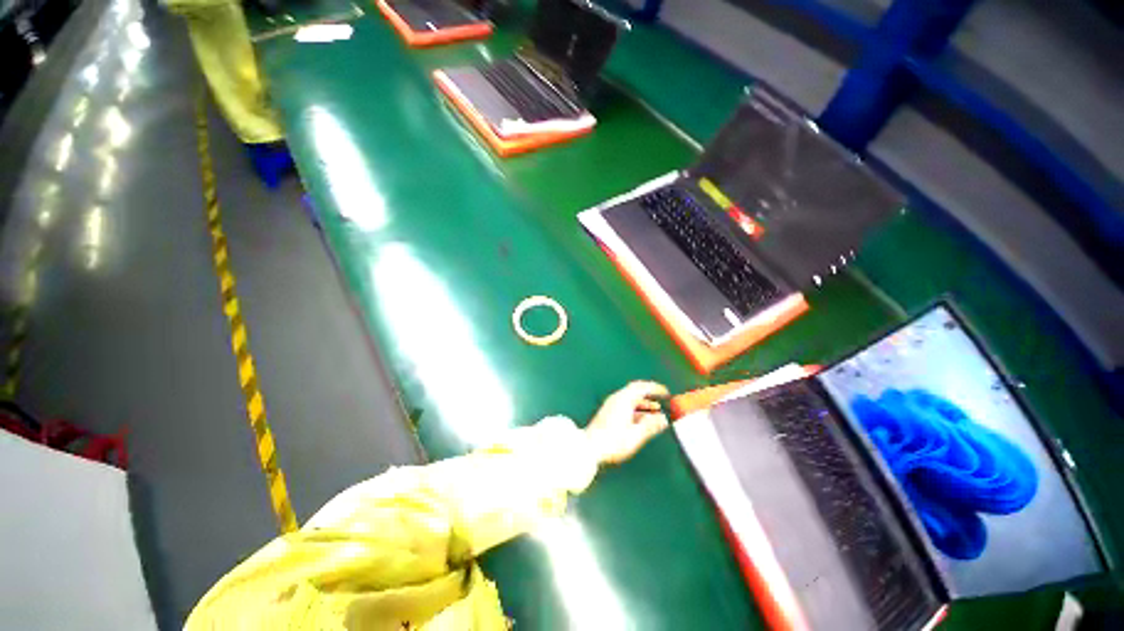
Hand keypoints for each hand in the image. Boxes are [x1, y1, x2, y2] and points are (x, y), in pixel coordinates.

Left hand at [585, 381, 670, 465]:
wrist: (588, 448)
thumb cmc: (612, 442)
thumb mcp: (635, 435)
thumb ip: (650, 426)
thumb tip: (663, 419)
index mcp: (623, 400)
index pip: (641, 387)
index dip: (655, 389)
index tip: (666, 392)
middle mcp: (616, 399)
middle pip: (635, 391)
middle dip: (650, 394)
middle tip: (662, 399)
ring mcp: (611, 405)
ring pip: (631, 399)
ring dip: (644, 403)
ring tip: (656, 412)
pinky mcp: (608, 413)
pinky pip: (626, 405)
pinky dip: (636, 409)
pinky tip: (642, 419)